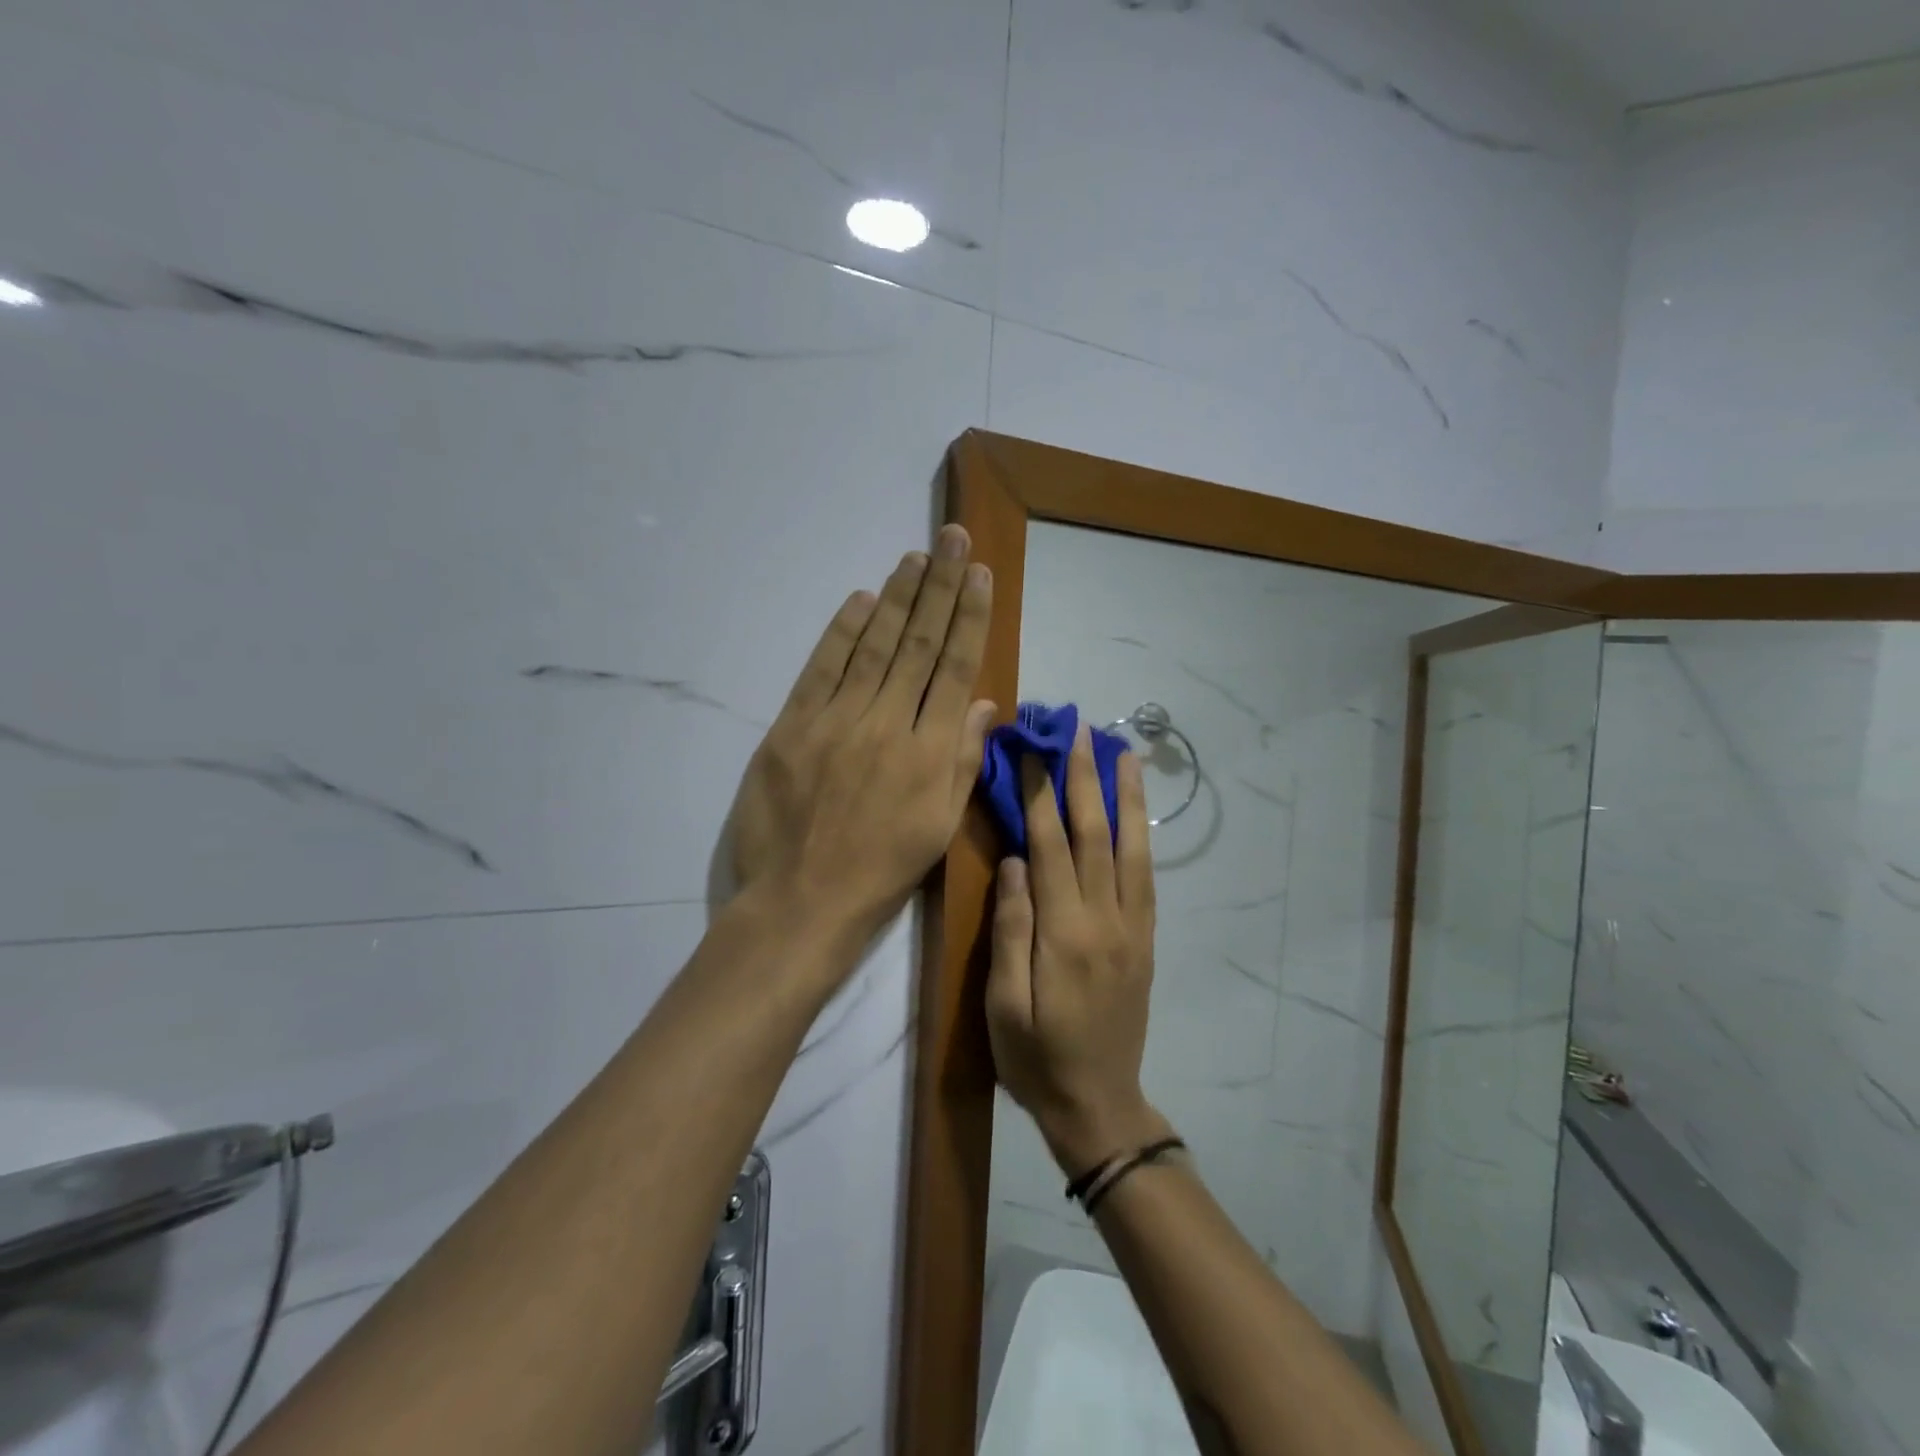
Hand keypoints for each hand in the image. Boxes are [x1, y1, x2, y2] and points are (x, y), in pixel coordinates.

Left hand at [726, 524, 994, 951]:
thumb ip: (963, 761)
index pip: (953, 668)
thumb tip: (983, 703)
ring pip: (872, 647)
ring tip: (915, 557)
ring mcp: (836, 721)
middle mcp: (888, 724)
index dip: (968, 617)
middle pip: (916, 644)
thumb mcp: (940, 827)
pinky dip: (841, 632)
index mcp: (930, 752)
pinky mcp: (792, 727)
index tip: (978, 573)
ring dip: (896, 598)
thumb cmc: (883, 871)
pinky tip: (860, 600)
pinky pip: (821, 669)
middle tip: (951, 538)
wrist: (803, 901)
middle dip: (938, 587)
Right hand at [985, 723, 1172, 1175]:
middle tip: (1080, 729)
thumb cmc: (1035, 1058)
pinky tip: (1136, 810)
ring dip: (1126, 795)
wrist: (1099, 1104)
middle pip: (1095, 834)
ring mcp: (1133, 928)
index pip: (1050, 846)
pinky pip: (1147, 875)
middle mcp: (1105, 920)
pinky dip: (1142, 834)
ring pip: (1131, 847)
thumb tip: (1016, 861)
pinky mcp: (1146, 939)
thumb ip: (1010, 929)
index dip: (1039, 794)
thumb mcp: (1002, 1005)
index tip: (1032, 750)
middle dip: (1085, 777)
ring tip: (1123, 751)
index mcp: (1063, 934)